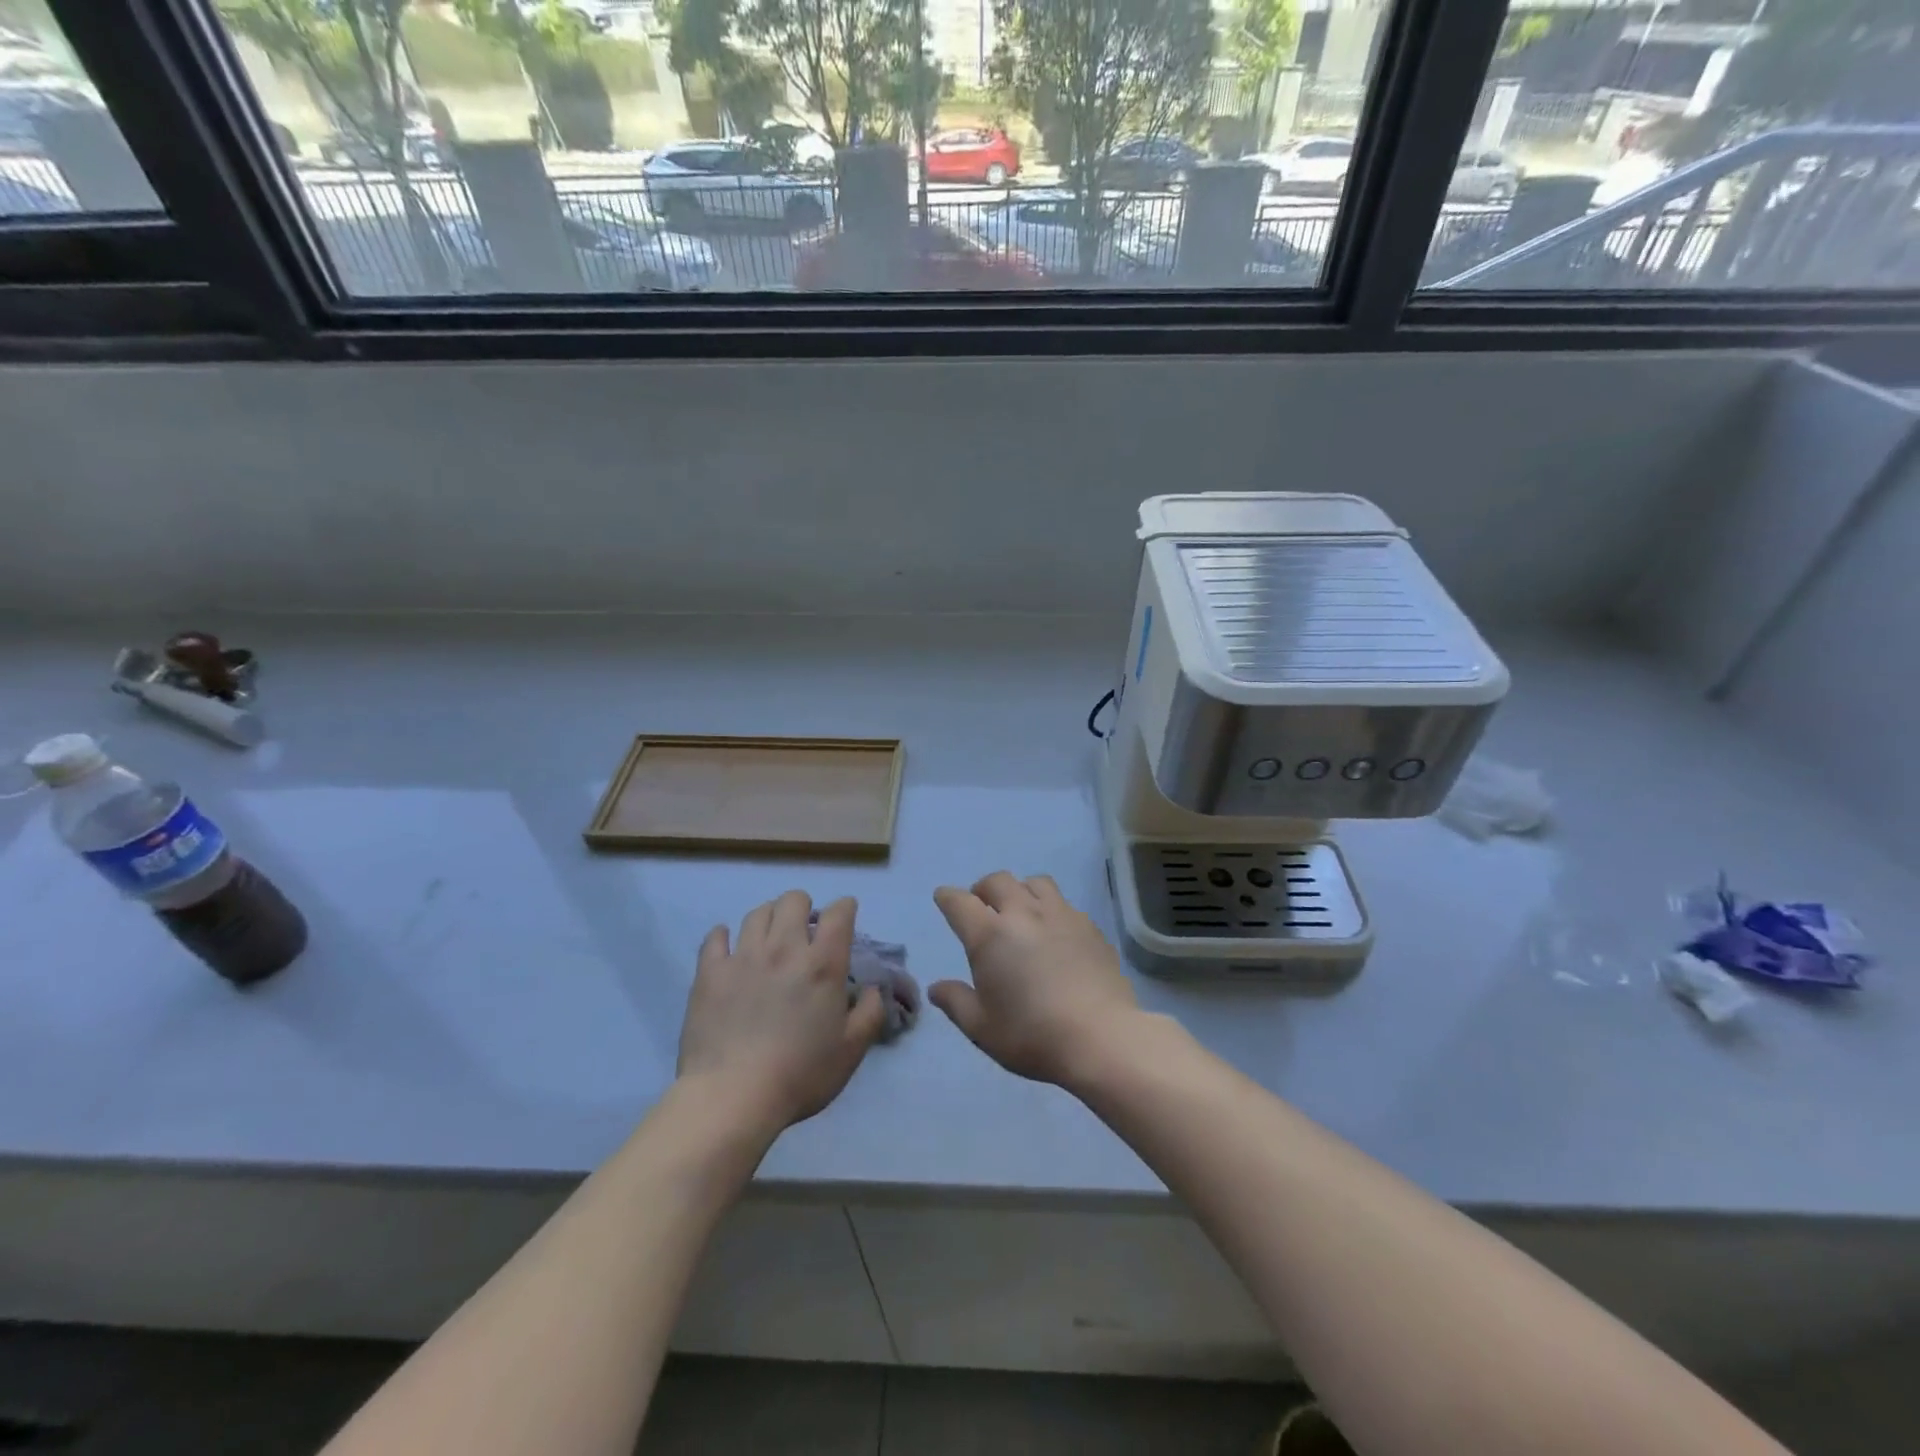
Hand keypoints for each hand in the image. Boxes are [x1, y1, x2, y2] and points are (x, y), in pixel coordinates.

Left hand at [677, 891, 887, 1131]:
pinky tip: (728, 948)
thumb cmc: (800, 1075)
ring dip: (769, 918)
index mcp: (823, 964)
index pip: (839, 913)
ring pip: (757, 913)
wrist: (732, 1096)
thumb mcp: (851, 1051)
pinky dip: (724, 936)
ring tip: (770, 938)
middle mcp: (784, 948)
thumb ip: (870, 1013)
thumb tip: (873, 989)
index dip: (845, 908)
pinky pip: (715, 936)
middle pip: (793, 900)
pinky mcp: (710, 972)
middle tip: (804, 931)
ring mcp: (743, 957)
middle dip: (804, 907)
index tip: (845, 917)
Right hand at [930, 872, 1139, 1085]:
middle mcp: (1023, 913)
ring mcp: (1061, 915)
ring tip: (1021, 912)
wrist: (1100, 1037)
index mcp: (990, 935)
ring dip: (1020, 891)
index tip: (944, 899)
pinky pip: (1064, 903)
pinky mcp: (1089, 926)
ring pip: (1035, 883)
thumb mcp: (981, 1028)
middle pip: (998, 881)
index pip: (960, 902)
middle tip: (982, 907)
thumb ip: (955, 1002)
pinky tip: (1055, 933)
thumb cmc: (1032, 1035)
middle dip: (983, 889)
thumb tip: (936, 987)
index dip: (948, 897)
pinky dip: (1050, 909)